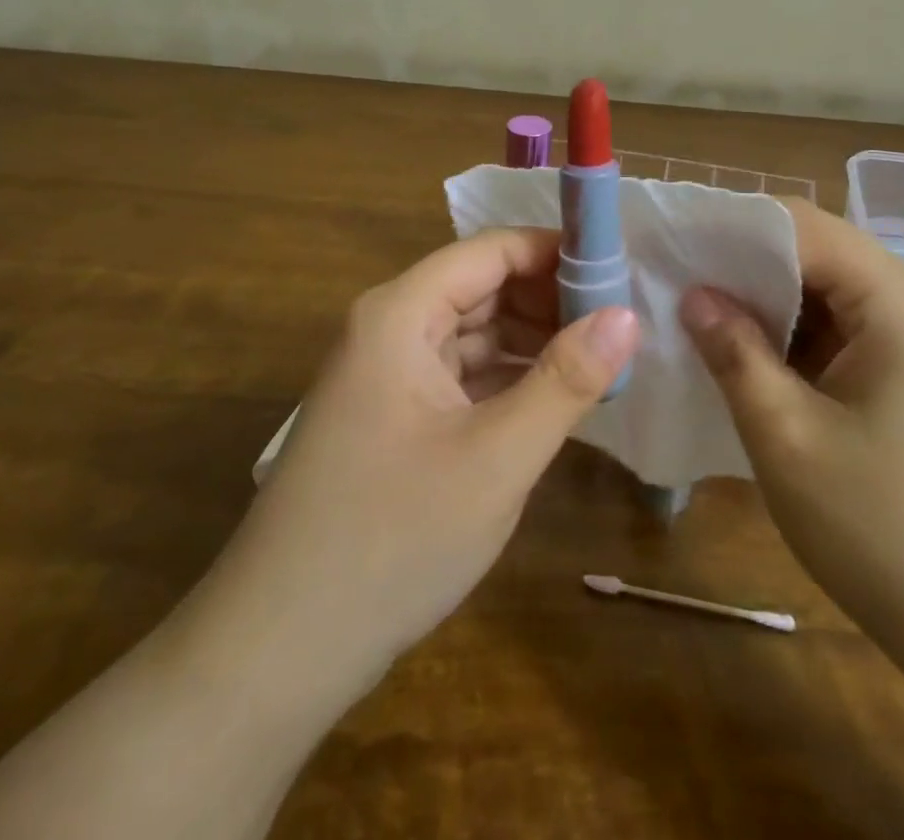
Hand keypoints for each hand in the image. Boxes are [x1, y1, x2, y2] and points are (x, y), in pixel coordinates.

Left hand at [224, 227, 638, 693]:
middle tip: (621, 327)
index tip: (619, 274)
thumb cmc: (391, 539)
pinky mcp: (391, 418)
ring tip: (599, 363)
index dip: (556, 253)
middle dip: (550, 301)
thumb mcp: (497, 457)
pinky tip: (551, 402)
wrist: (276, 652)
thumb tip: (627, 315)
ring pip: (472, 333)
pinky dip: (505, 380)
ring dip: (532, 343)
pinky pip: (459, 376)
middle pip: (482, 287)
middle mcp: (388, 329)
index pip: (492, 250)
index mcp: (401, 314)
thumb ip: (566, 380)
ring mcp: (386, 375)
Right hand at [679, 200, 903, 678]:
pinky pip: (847, 334)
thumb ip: (734, 352)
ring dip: (767, 308)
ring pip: (827, 295)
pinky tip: (753, 368)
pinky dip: (797, 343)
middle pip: (813, 253)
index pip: (796, 223)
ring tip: (699, 327)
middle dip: (742, 269)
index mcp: (893, 295)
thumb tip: (695, 294)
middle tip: (673, 290)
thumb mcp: (788, 438)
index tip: (669, 249)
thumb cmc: (891, 533)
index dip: (728, 230)